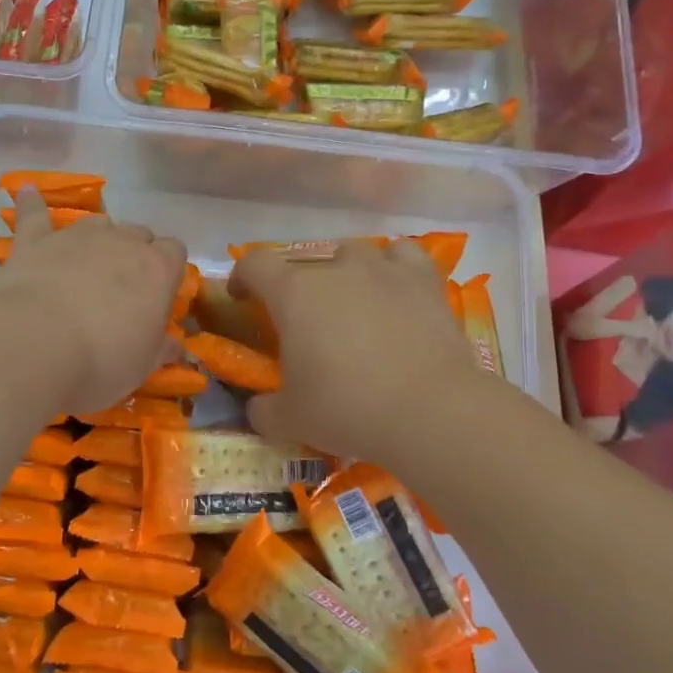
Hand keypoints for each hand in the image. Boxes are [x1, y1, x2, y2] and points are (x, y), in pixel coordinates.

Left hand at [0, 187, 186, 414]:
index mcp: (157, 269)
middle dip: (135, 254)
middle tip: (123, 289)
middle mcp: (121, 242)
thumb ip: (161, 350)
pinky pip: (34, 213)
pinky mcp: (34, 241)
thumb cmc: (101, 361)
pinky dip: (32, 203)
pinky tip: (27, 191)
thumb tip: (177, 346)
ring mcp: (76, 236)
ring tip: (90, 262)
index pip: (175, 252)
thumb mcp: (142, 366)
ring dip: (98, 238)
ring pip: (98, 223)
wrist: (32, 345)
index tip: (159, 296)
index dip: (168, 271)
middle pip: (138, 234)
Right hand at [228, 240, 478, 465]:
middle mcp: (336, 269)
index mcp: (294, 294)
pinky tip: (396, 289)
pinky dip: (394, 267)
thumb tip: (258, 409)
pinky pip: (403, 256)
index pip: (254, 265)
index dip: (242, 278)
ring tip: (353, 304)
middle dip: (299, 289)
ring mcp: (383, 270)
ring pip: (354, 252)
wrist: (429, 410)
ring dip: (346, 273)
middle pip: (306, 263)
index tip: (242, 299)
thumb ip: (264, 410)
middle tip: (306, 324)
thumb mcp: (291, 420)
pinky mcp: (424, 281)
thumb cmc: (347, 408)